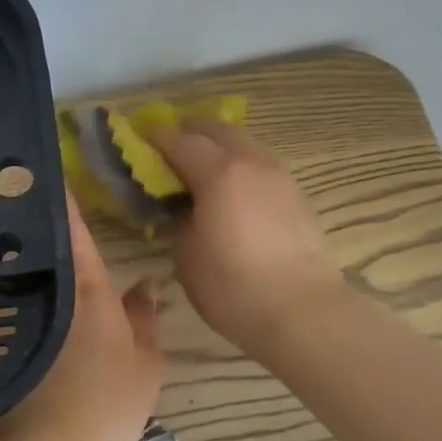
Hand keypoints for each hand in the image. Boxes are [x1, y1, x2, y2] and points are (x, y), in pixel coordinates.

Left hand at [0, 193, 162, 440]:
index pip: (70, 222)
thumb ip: (145, 319)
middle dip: (40, 210)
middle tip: (45, 186)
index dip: (61, 188)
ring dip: (27, 244)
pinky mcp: (5, 338)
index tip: (51, 160)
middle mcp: (48, 289)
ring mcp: (21, 314)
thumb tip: (146, 284)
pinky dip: (19, 282)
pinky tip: (26, 282)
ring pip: (24, 267)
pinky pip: (16, 296)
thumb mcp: (144, 363)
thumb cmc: (105, 404)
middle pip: (40, 239)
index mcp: (86, 285)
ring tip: (34, 225)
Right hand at [149, 117, 344, 356]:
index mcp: (219, 172)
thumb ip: (181, 220)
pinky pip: (261, 165)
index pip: (179, 140)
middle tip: (170, 146)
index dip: (155, 137)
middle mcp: (251, 162)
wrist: (302, 311)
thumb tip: (186, 208)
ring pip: (245, 143)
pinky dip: (241, 165)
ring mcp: (279, 176)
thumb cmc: (233, 287)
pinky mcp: (297, 196)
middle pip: (217, 129)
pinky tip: (233, 188)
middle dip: (190, 131)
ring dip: (220, 146)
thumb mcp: (187, 255)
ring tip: (202, 166)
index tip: (139, 138)